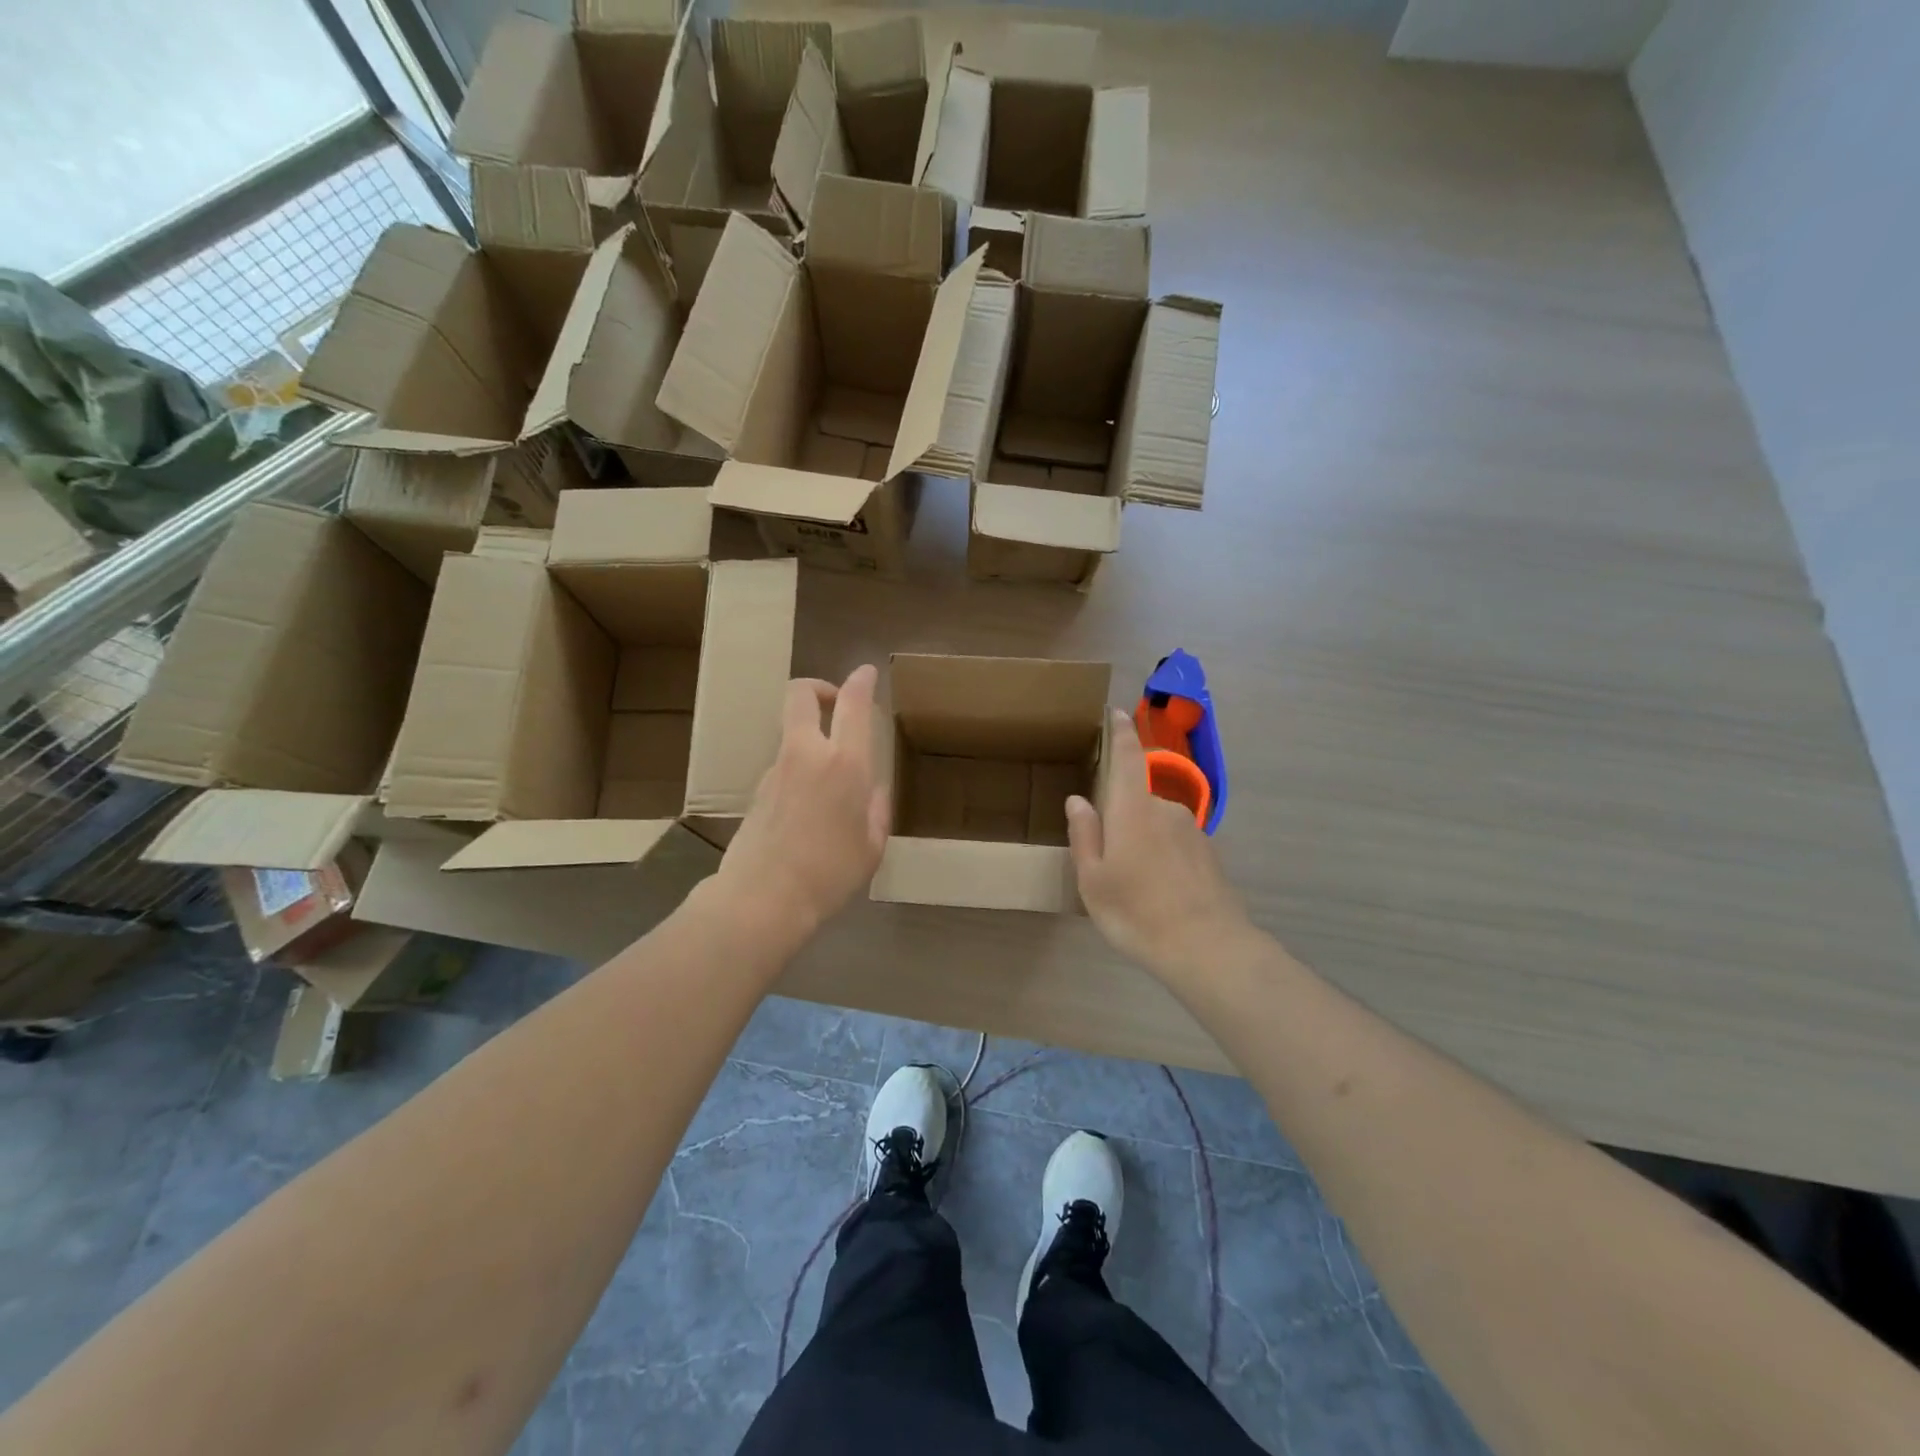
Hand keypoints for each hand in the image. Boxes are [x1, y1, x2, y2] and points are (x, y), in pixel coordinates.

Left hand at [714, 665, 888, 937]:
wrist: (763, 898)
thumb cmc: (830, 873)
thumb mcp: (871, 846)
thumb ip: (875, 810)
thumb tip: (873, 791)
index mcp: (845, 764)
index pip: (852, 704)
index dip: (861, 681)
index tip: (867, 674)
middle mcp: (807, 755)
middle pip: (801, 695)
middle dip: (818, 688)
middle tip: (835, 704)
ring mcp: (776, 770)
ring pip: (792, 733)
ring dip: (809, 738)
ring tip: (828, 778)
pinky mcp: (757, 790)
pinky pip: (783, 767)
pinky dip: (798, 772)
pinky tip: (808, 809)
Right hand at [1068, 710, 1250, 973]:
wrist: (1207, 947)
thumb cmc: (1136, 911)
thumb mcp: (1093, 879)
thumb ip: (1085, 835)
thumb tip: (1078, 800)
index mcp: (1133, 809)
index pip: (1128, 757)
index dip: (1121, 732)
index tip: (1116, 712)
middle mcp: (1165, 809)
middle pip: (1138, 800)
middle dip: (1122, 819)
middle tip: (1108, 862)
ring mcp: (1192, 831)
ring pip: (1157, 826)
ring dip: (1143, 843)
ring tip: (1133, 887)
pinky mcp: (1209, 854)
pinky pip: (1176, 845)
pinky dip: (1163, 859)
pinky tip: (1158, 895)